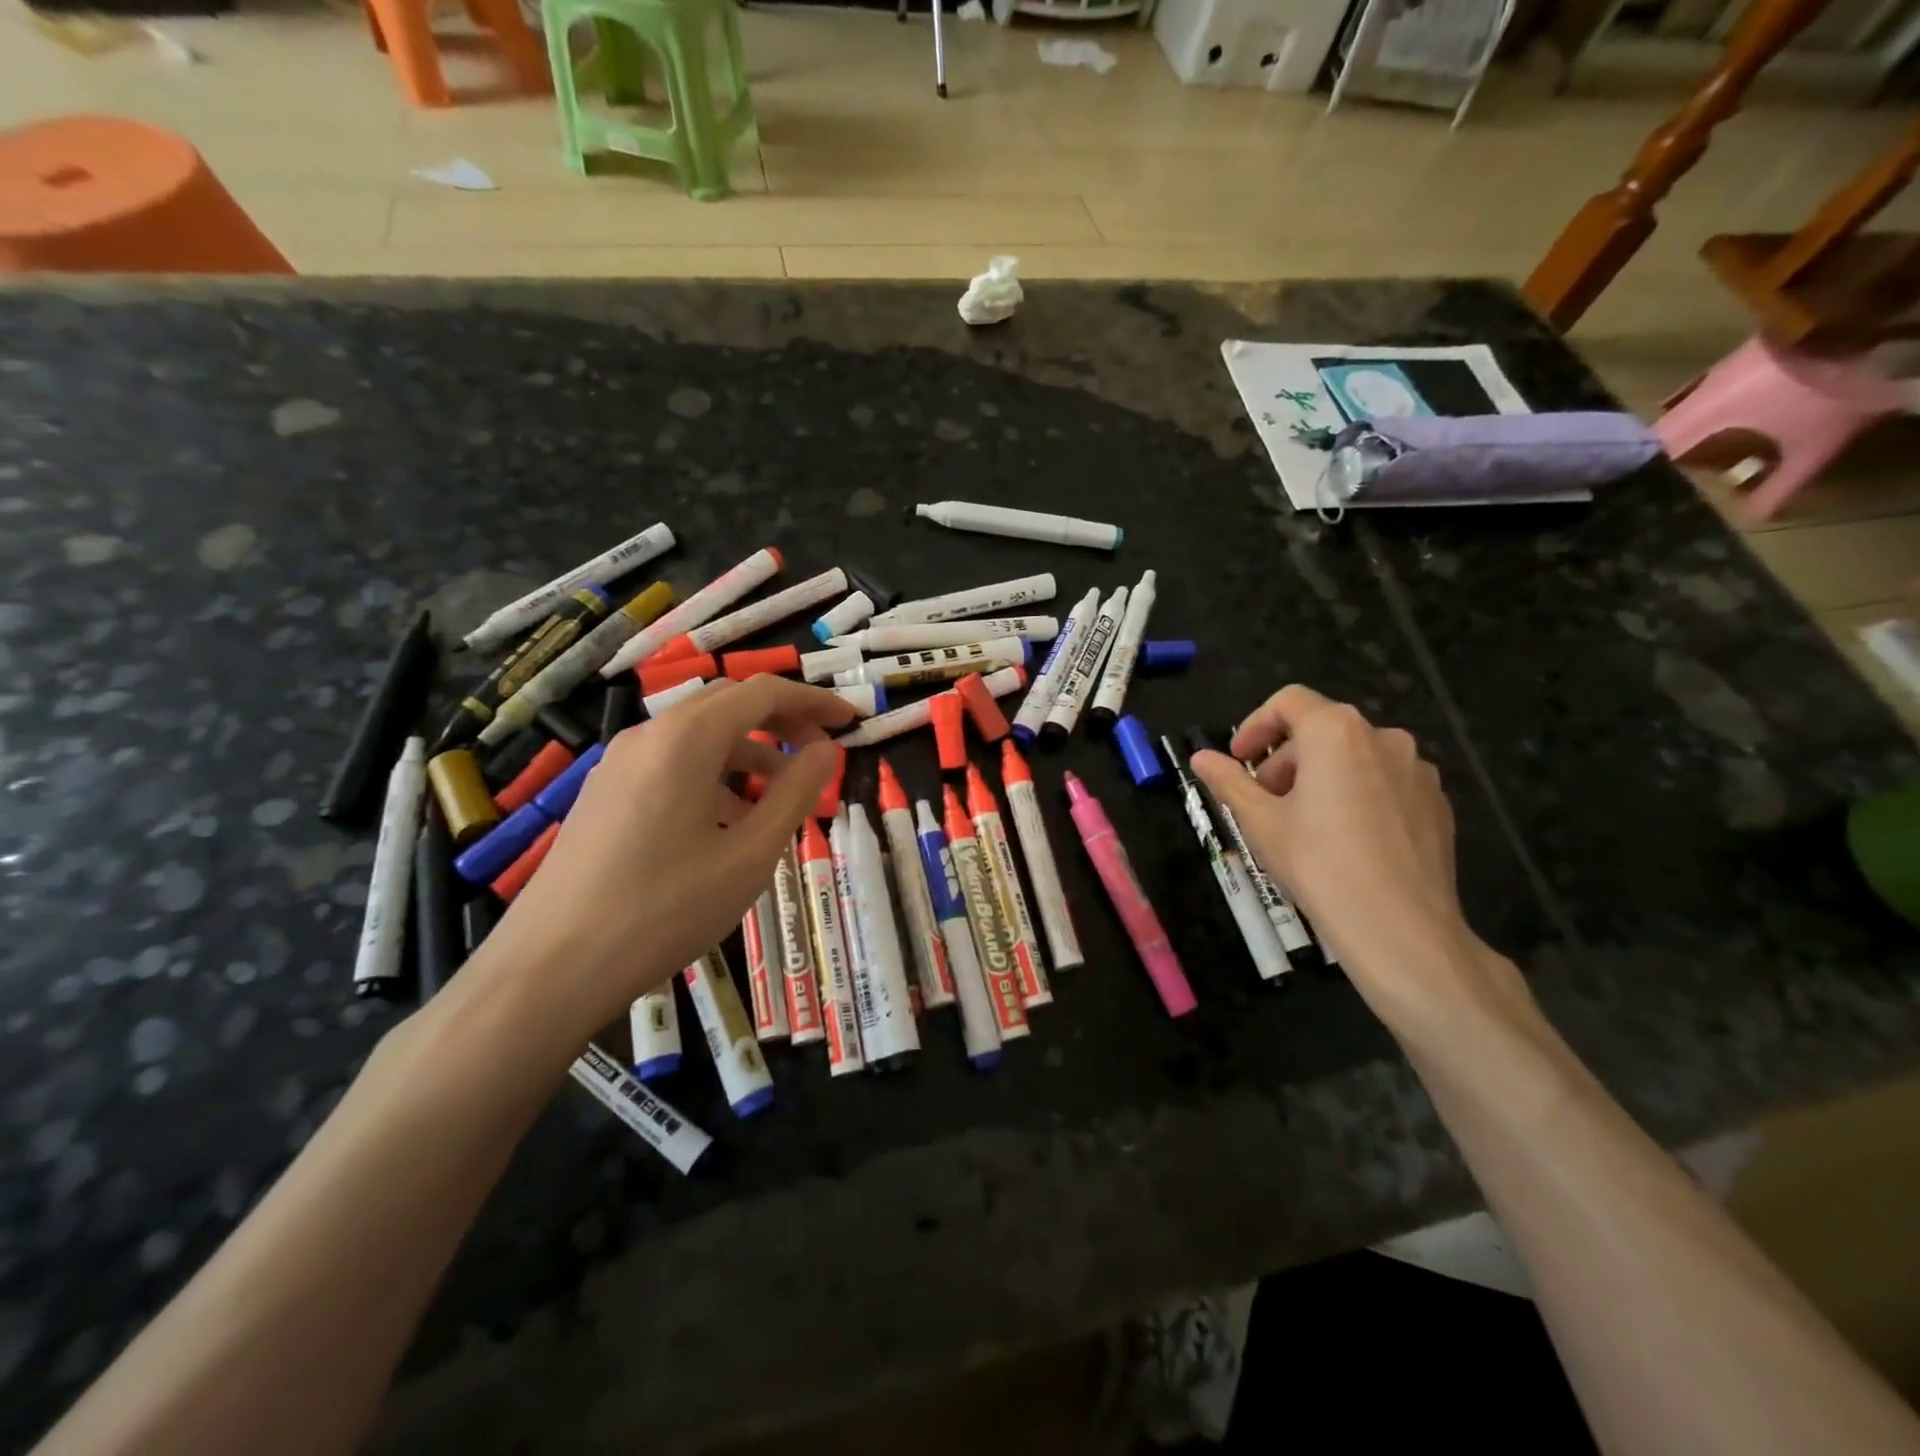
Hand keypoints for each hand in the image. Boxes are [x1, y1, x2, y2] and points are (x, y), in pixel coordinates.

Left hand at [473, 675, 853, 1044]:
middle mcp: (649, 735)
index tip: (852, 721)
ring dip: (750, 752)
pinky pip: (672, 764)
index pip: (763, 692)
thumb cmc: (664, 909)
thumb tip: (826, 749)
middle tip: (823, 753)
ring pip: (700, 737)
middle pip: (729, 705)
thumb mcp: (749, 854)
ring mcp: (619, 763)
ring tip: (783, 798)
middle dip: (784, 721)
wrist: (551, 968)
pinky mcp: (605, 793)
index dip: (814, 701)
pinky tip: (729, 823)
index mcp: (686, 739)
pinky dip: (714, 775)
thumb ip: (795, 793)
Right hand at [1190, 685, 1527, 1034]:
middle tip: (1265, 801)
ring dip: (1322, 776)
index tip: (1239, 760)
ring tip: (1304, 823)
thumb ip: (1229, 782)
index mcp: (1336, 732)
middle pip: (1322, 730)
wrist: (1400, 927)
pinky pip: (1386, 784)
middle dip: (1286, 759)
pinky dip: (1358, 795)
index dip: (1255, 725)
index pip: (1289, 702)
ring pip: (1356, 757)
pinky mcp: (1437, 804)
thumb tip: (1201, 758)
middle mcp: (1383, 737)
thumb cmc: (1317, 863)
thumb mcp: (1259, 821)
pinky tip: (1346, 841)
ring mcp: (1418, 771)